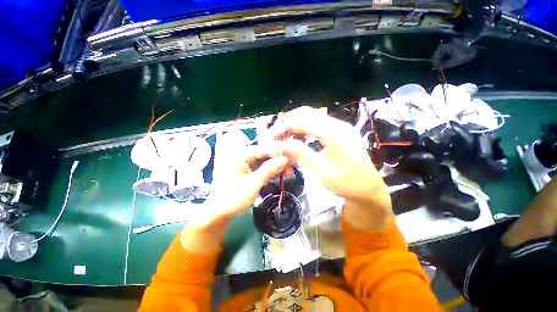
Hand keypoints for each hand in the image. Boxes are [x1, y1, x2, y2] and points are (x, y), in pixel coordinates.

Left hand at [181, 144, 288, 251]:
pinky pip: (261, 169)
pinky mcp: (247, 173)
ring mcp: (245, 165)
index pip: (263, 148)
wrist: (219, 214)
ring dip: (276, 167)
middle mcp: (243, 156)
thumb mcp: (253, 183)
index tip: (292, 156)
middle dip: (278, 161)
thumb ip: (269, 169)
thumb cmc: (233, 197)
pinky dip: (270, 173)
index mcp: (240, 155)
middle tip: (292, 166)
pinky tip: (280, 176)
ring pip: (265, 162)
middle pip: (265, 155)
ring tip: (289, 173)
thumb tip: (285, 159)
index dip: (278, 152)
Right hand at [272, 106, 392, 230]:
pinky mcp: (339, 134)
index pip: (304, 120)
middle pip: (308, 114)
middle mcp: (338, 125)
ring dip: (296, 124)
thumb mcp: (321, 171)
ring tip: (283, 134)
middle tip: (276, 133)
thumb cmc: (347, 183)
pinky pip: (318, 125)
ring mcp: (340, 128)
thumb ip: (300, 154)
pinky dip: (304, 129)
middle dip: (289, 121)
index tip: (272, 135)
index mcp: (335, 132)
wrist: (369, 191)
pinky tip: (297, 136)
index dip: (286, 125)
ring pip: (312, 118)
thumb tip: (281, 144)